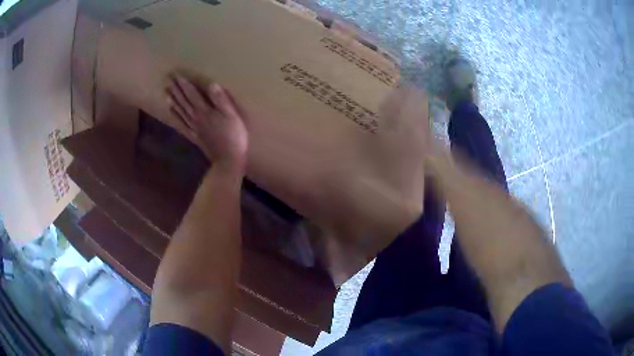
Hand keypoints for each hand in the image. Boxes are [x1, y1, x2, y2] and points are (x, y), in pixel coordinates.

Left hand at [167, 76, 248, 169]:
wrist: (228, 159)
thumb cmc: (234, 136)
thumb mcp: (232, 116)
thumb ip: (221, 100)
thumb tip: (212, 84)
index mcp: (205, 111)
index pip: (192, 94)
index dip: (184, 84)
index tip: (176, 75)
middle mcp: (196, 117)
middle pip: (184, 101)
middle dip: (176, 89)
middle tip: (168, 79)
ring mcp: (194, 127)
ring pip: (181, 111)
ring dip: (173, 100)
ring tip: (166, 91)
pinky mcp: (194, 136)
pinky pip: (182, 124)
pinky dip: (176, 116)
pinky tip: (171, 110)